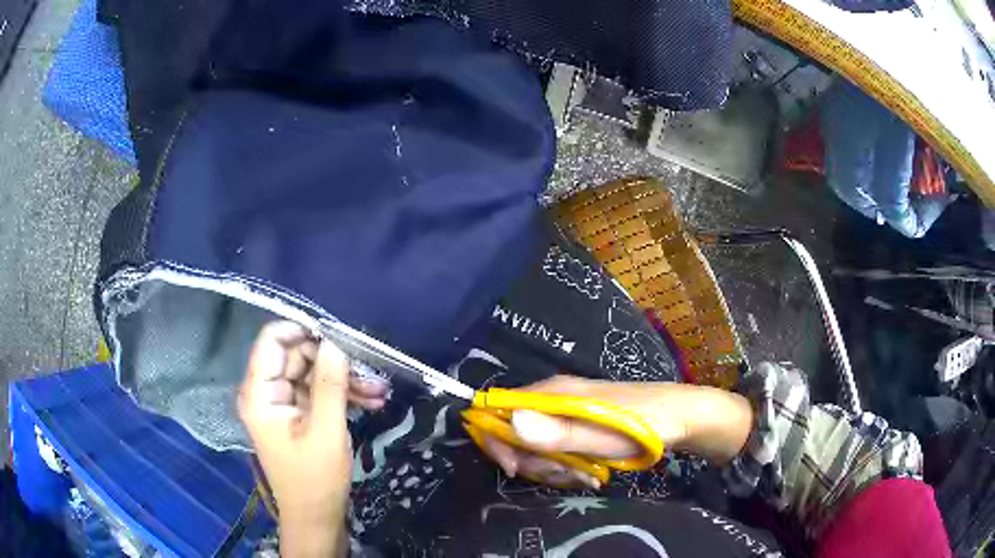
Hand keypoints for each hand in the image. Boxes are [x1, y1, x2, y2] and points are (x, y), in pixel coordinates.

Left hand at [237, 321, 386, 556]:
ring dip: (344, 379)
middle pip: (296, 356)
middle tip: (370, 370)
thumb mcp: (326, 431)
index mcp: (259, 394)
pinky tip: (371, 401)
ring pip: (311, 373)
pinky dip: (342, 394)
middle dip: (333, 361)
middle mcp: (265, 392)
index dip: (302, 330)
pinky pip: (317, 392)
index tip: (338, 334)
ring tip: (379, 391)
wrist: (316, 517)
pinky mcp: (297, 414)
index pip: (272, 341)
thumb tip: (336, 341)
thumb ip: (329, 384)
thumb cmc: (315, 479)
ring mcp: (281, 403)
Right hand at [478, 375, 751, 488]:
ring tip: (587, 475)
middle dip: (536, 462)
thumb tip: (511, 421)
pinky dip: (568, 465)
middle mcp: (554, 399)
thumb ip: (558, 432)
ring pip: (537, 446)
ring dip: (556, 468)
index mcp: (553, 394)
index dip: (498, 440)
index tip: (517, 469)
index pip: (498, 409)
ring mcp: (566, 412)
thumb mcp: (602, 435)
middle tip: (569, 473)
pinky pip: (557, 449)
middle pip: (516, 433)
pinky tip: (590, 473)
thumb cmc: (644, 425)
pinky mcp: (578, 424)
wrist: (680, 417)